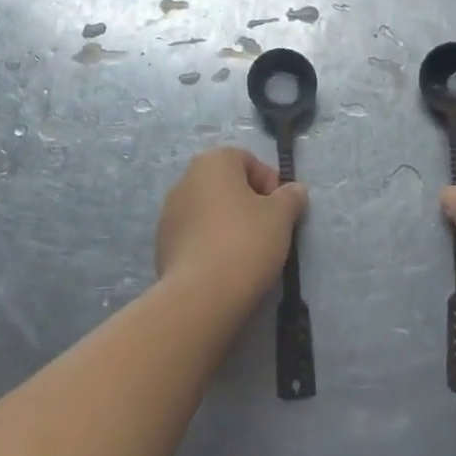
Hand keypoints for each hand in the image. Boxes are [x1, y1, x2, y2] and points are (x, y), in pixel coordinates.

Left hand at [156, 148, 305, 310]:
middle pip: (226, 184)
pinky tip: (224, 266)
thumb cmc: (245, 241)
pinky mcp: (161, 244)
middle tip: (267, 229)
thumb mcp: (281, 216)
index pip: (247, 160)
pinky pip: (194, 235)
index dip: (269, 181)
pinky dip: (210, 243)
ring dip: (227, 223)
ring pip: (209, 210)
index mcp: (212, 162)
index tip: (280, 209)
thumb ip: (290, 197)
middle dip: (248, 202)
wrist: (200, 295)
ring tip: (246, 252)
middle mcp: (185, 179)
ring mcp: (168, 212)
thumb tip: (295, 190)